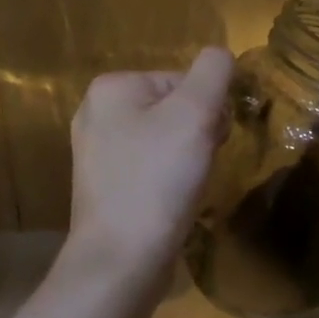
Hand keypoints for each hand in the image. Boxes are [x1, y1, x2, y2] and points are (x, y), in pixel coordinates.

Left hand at [64, 48, 235, 290]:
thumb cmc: (157, 179)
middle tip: (199, 164)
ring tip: (187, 186)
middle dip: (197, 133)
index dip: (207, 108)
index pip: (183, 81)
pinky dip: (168, 180)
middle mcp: (97, 114)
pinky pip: (150, 168)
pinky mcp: (104, 188)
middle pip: (173, 108)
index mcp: (112, 87)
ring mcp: (97, 153)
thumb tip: (221, 56)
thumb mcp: (195, 113)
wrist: (121, 261)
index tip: (210, 140)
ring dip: (187, 158)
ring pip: (165, 139)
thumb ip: (214, 72)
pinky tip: (173, 202)